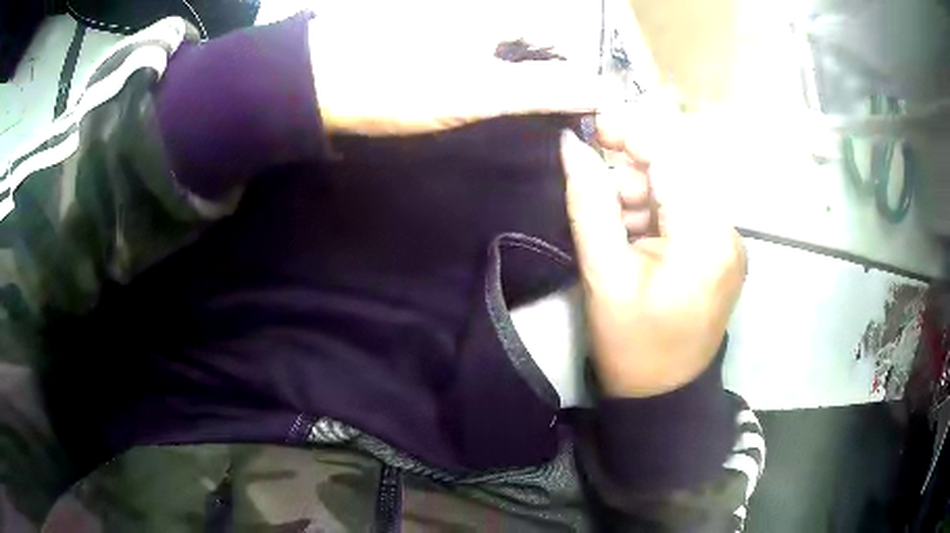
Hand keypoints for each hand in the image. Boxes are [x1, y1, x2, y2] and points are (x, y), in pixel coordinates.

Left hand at [306, 18, 600, 134]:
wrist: (319, 85)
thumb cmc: (400, 83)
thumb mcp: (482, 90)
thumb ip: (547, 89)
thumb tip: (606, 92)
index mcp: (499, 16)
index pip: (561, 42)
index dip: (573, 79)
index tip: (573, 120)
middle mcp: (482, 17)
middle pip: (535, 51)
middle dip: (545, 88)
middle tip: (543, 131)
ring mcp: (455, 33)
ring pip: (506, 60)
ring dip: (515, 92)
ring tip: (513, 128)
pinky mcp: (432, 51)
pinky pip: (476, 67)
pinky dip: (485, 89)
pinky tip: (478, 113)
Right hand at [561, 105, 745, 397]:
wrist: (662, 394)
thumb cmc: (631, 344)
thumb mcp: (603, 274)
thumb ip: (589, 203)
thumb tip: (572, 145)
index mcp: (705, 238)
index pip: (673, 160)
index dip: (633, 133)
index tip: (593, 124)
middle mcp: (728, 232)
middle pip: (680, 171)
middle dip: (634, 165)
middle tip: (595, 181)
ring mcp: (729, 242)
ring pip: (681, 189)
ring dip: (642, 191)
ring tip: (612, 221)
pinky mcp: (722, 251)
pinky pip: (686, 211)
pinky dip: (655, 210)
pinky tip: (632, 231)